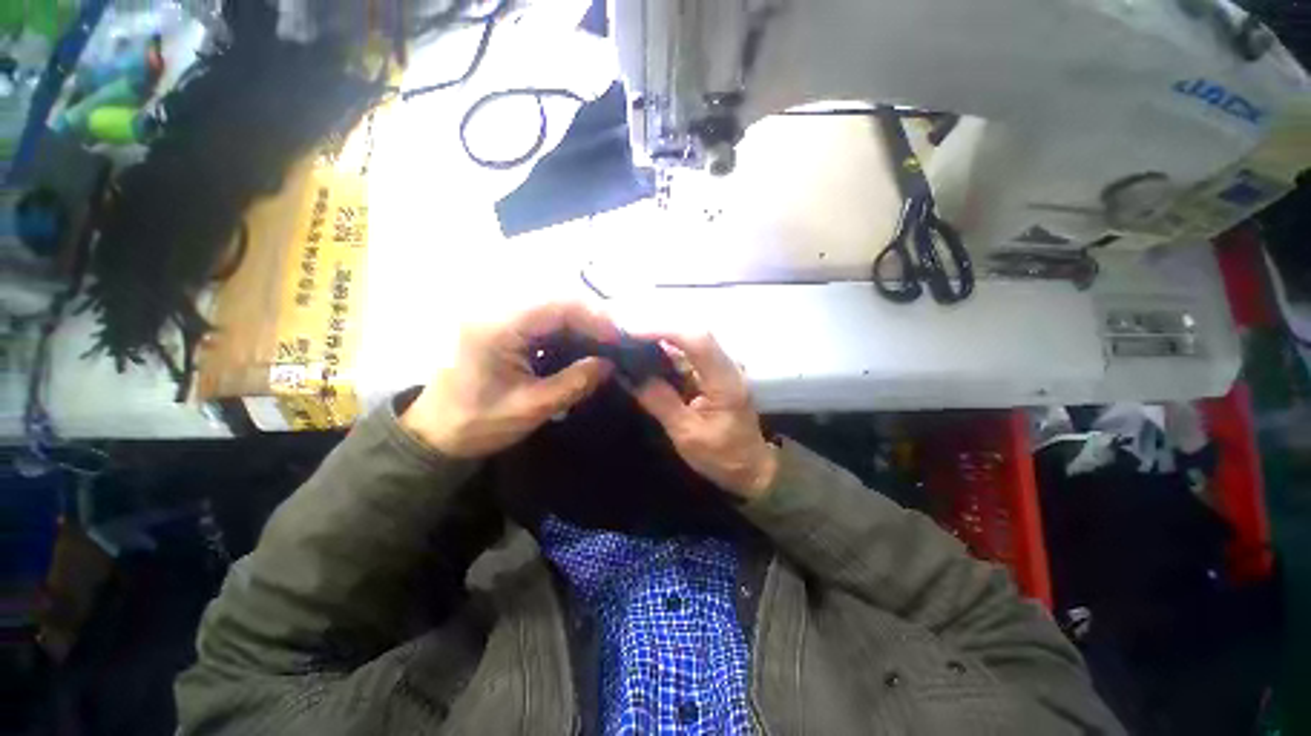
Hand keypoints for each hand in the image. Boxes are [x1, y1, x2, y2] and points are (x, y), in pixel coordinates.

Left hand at [401, 302, 617, 457]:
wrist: (433, 432)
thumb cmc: (478, 423)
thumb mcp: (532, 407)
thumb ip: (574, 383)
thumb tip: (609, 364)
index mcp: (498, 328)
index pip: (557, 306)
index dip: (594, 316)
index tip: (619, 336)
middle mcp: (496, 311)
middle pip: (556, 299)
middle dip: (591, 317)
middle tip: (616, 338)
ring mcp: (497, 316)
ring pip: (550, 306)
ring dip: (580, 322)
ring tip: (604, 341)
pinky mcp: (501, 326)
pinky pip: (541, 319)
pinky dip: (566, 329)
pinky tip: (581, 344)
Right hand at [631, 332, 777, 500]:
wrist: (751, 466)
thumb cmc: (723, 456)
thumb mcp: (687, 434)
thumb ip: (661, 402)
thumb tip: (632, 376)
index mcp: (725, 380)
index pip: (697, 340)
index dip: (664, 329)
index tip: (632, 330)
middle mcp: (726, 365)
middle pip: (693, 331)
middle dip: (658, 326)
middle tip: (624, 329)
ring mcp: (721, 366)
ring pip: (690, 339)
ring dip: (660, 335)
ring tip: (629, 336)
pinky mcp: (714, 372)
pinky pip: (688, 352)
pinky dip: (666, 348)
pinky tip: (646, 350)